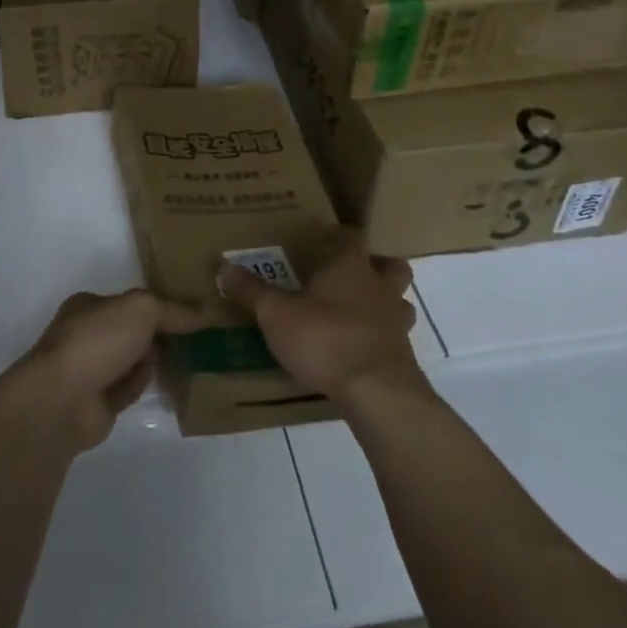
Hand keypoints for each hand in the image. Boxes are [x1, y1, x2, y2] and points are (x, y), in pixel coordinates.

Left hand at [0, 290, 199, 452]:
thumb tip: (207, 311)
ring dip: (155, 359)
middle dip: (160, 333)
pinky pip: (130, 388)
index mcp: (89, 306)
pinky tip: (168, 382)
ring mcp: (91, 370)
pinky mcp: (98, 402)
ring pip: (132, 360)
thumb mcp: (141, 310)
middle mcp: (87, 335)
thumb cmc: (97, 341)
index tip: (192, 311)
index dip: (160, 304)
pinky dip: (146, 384)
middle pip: (132, 331)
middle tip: (198, 335)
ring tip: (191, 357)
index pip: (130, 301)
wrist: (63, 401)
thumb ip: (173, 310)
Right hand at [217, 231, 423, 406]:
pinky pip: (394, 338)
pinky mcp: (403, 356)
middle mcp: (380, 288)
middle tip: (350, 276)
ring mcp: (397, 323)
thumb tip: (223, 266)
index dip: (339, 235)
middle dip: (376, 267)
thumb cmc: (325, 339)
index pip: (351, 237)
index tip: (325, 236)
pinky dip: (379, 339)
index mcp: (351, 267)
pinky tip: (358, 351)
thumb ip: (252, 291)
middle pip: (391, 266)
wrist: (377, 392)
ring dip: (383, 304)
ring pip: (399, 303)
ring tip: (357, 314)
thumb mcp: (276, 315)